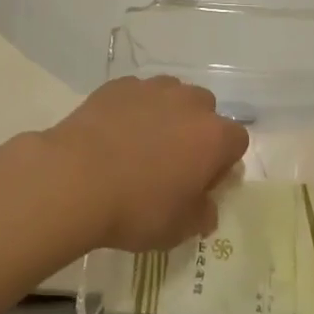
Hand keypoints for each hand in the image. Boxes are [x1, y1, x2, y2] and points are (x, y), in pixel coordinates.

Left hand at [41, 76, 248, 253]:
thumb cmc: (136, 208)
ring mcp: (154, 88)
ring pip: (172, 96)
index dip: (223, 163)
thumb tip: (207, 206)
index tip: (203, 184)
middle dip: (196, 132)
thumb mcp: (177, 229)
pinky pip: (138, 94)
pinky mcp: (120, 84)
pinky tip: (114, 134)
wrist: (76, 178)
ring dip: (167, 116)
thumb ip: (202, 214)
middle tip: (173, 163)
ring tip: (141, 145)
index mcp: (213, 136)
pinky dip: (134, 109)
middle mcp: (189, 103)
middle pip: (206, 111)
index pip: (237, 141)